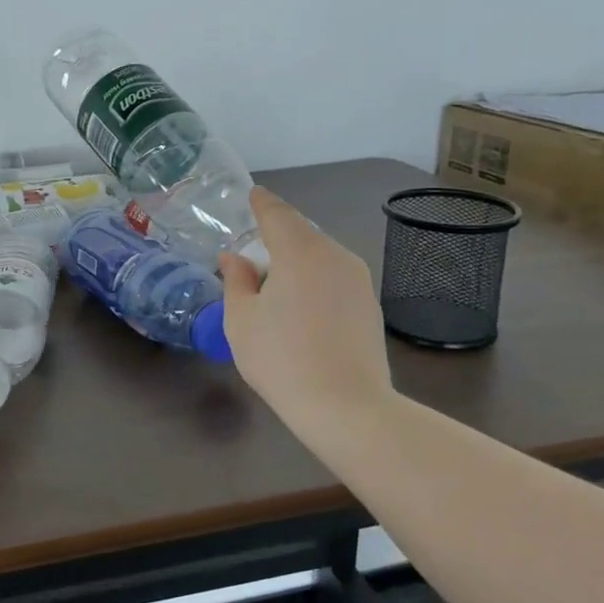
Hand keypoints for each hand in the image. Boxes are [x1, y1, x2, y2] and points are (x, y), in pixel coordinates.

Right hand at [219, 187, 398, 449]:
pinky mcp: (369, 304)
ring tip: (273, 283)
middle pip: (301, 233)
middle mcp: (334, 255)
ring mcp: (358, 280)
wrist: (347, 407)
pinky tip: (300, 304)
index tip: (252, 195)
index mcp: (299, 252)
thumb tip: (235, 258)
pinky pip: (334, 276)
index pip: (277, 214)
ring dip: (296, 259)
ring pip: (320, 255)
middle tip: (252, 251)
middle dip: (276, 236)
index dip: (261, 203)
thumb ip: (236, 281)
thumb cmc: (282, 359)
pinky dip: (314, 279)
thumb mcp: (241, 320)